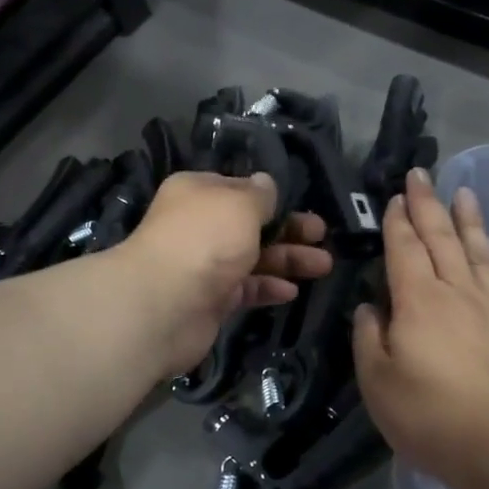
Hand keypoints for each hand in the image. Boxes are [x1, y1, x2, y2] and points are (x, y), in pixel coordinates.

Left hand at [116, 171, 331, 378]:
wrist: (164, 304)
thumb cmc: (205, 240)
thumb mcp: (240, 204)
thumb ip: (260, 194)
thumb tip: (266, 183)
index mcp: (198, 193)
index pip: (238, 189)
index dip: (269, 197)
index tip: (298, 204)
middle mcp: (199, 226)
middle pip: (250, 225)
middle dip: (288, 229)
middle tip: (321, 235)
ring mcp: (203, 265)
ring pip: (252, 258)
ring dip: (287, 260)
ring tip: (324, 265)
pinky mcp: (210, 300)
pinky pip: (245, 289)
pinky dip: (268, 288)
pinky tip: (292, 291)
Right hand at [354, 169, 488, 488]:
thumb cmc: (431, 415)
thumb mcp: (378, 381)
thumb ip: (369, 338)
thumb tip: (372, 308)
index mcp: (418, 300)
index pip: (404, 249)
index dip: (398, 221)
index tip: (396, 196)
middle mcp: (454, 292)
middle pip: (440, 239)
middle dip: (428, 205)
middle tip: (421, 175)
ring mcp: (487, 307)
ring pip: (474, 250)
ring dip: (466, 219)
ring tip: (462, 192)